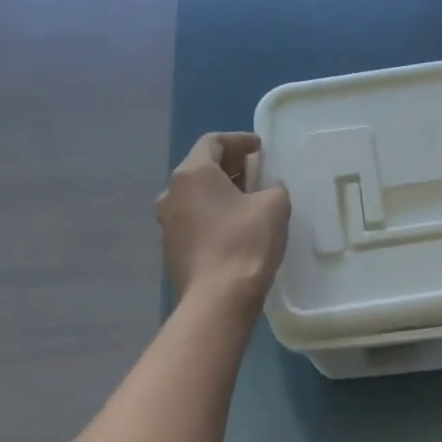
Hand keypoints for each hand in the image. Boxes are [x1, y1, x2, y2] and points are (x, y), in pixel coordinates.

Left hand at [156, 133, 290, 311]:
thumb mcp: (274, 204)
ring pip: (196, 194)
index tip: (260, 148)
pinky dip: (214, 213)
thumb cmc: (245, 243)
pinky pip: (194, 218)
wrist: (217, 300)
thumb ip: (272, 187)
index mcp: (192, 173)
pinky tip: (237, 226)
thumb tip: (266, 191)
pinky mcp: (171, 248)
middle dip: (231, 166)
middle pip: (202, 167)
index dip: (239, 140)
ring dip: (222, 191)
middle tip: (258, 171)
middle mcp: (171, 192)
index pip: (213, 141)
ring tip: (250, 200)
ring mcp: (167, 223)